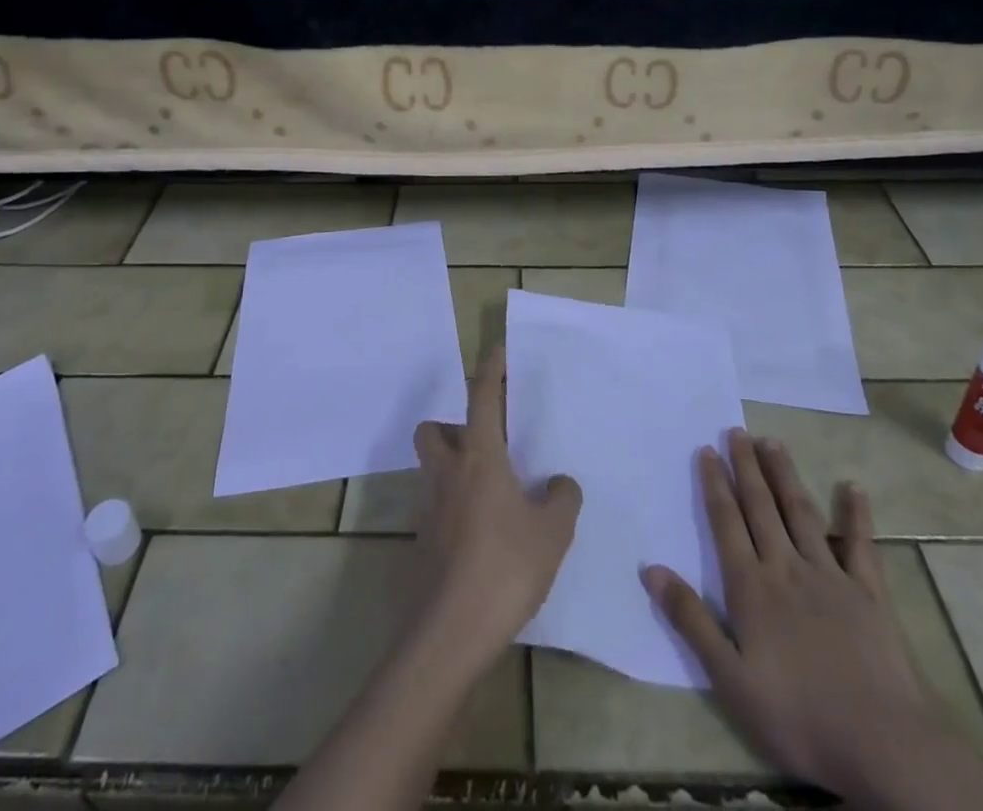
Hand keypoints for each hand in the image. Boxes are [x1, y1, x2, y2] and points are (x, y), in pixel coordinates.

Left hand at [412, 348, 581, 663]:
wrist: (451, 631)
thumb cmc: (505, 567)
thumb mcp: (552, 533)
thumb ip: (561, 499)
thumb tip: (560, 483)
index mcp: (479, 457)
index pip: (482, 398)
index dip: (490, 371)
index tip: (496, 351)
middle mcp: (447, 473)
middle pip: (434, 430)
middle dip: (452, 427)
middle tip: (485, 444)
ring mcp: (429, 507)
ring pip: (433, 468)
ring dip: (454, 467)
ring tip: (492, 492)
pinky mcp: (422, 540)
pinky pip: (437, 505)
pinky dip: (455, 506)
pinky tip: (484, 534)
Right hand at [641, 431, 940, 794]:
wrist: (882, 746)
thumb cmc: (797, 717)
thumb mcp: (730, 679)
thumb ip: (691, 620)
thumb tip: (650, 568)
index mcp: (752, 588)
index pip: (727, 523)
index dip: (715, 485)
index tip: (707, 450)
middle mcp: (787, 568)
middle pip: (761, 507)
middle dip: (746, 467)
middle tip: (736, 430)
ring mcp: (831, 576)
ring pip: (802, 513)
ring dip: (785, 475)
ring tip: (772, 442)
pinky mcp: (870, 594)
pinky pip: (861, 546)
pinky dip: (856, 515)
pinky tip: (853, 488)